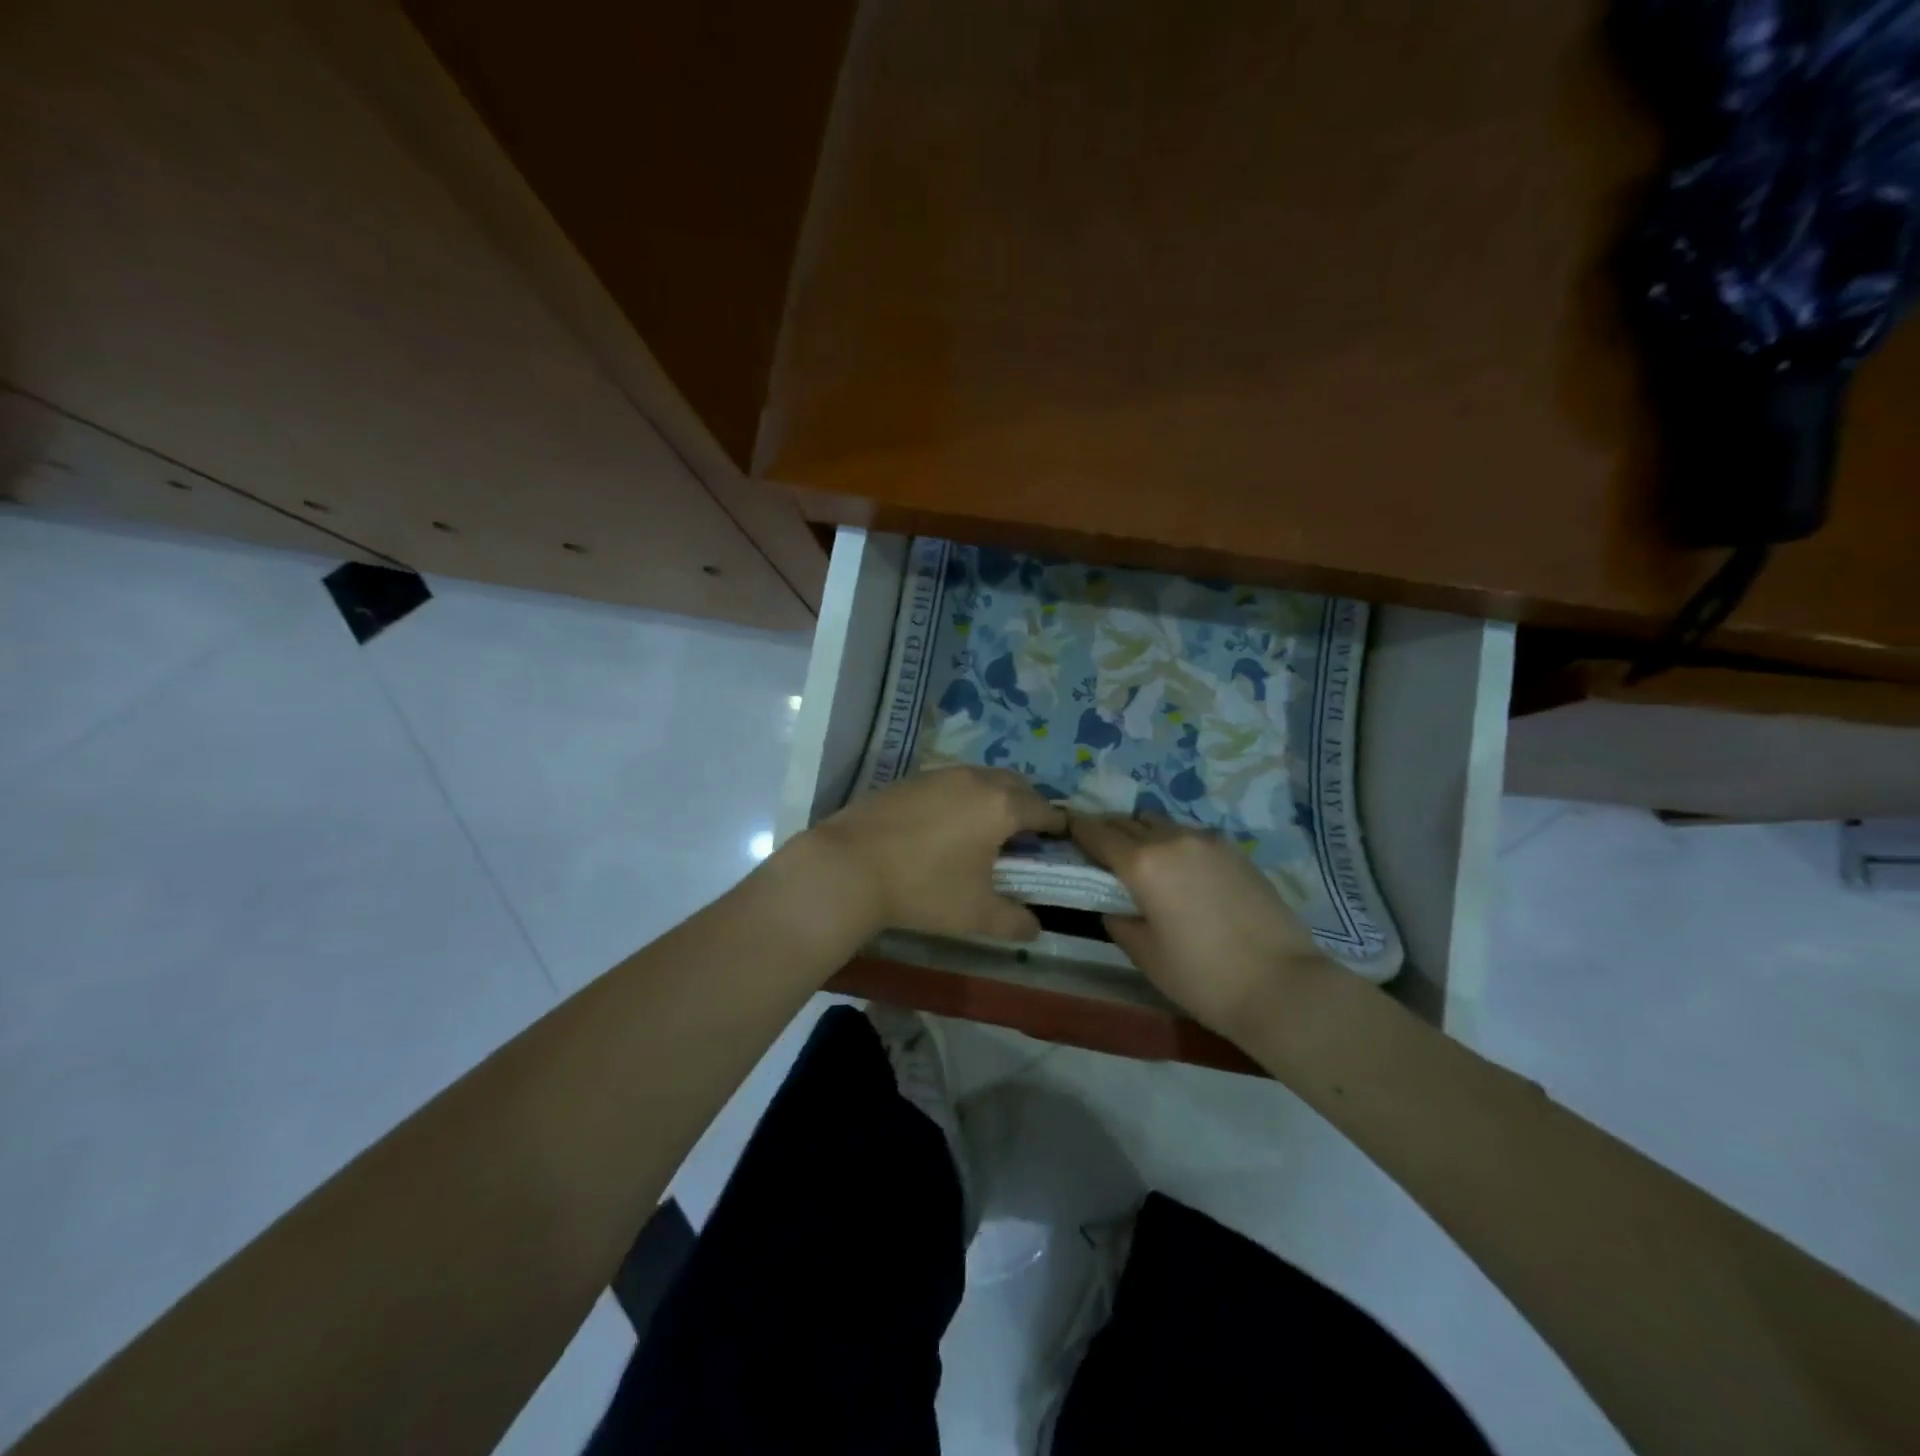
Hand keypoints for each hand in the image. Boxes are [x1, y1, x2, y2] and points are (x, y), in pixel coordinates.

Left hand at [803, 768, 1068, 941]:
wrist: (848, 866)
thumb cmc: (923, 888)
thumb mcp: (976, 915)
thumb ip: (1015, 921)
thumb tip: (1035, 927)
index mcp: (1001, 806)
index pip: (1045, 810)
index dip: (1058, 828)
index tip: (1062, 843)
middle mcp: (975, 779)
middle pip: (1016, 785)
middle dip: (1028, 806)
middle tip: (1025, 837)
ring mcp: (939, 774)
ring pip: (981, 779)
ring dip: (993, 798)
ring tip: (985, 830)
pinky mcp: (910, 778)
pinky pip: (950, 783)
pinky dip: (961, 798)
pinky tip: (945, 826)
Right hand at [1070, 814, 1333, 1039]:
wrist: (1283, 986)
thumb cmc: (1202, 977)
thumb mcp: (1145, 954)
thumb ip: (1118, 919)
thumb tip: (1114, 903)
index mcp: (1142, 863)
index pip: (1097, 832)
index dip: (1076, 829)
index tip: (1065, 831)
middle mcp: (1172, 839)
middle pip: (1128, 820)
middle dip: (1108, 830)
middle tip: (1098, 852)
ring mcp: (1208, 841)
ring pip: (1161, 824)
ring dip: (1143, 835)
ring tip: (1142, 863)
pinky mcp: (1235, 851)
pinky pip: (1190, 836)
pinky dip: (1174, 845)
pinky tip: (1181, 874)